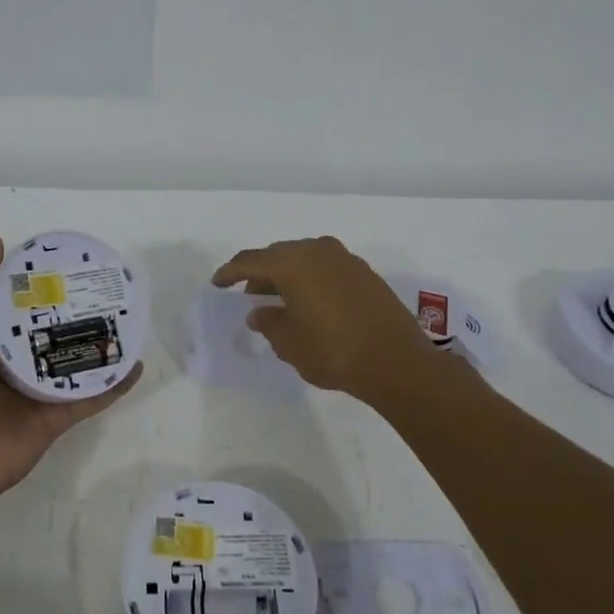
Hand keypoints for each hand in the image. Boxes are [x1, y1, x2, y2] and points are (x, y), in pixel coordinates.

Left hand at [0, 235, 141, 511]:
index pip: (22, 303)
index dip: (42, 283)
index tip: (69, 261)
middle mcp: (17, 361)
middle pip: (54, 330)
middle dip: (78, 311)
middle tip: (107, 287)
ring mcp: (39, 391)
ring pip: (77, 361)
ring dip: (101, 345)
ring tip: (129, 321)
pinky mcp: (57, 418)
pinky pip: (92, 397)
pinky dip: (114, 384)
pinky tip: (137, 365)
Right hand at [211, 236, 440, 403]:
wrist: (397, 362)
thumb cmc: (333, 352)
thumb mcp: (289, 343)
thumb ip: (269, 322)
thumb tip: (259, 311)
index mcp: (292, 263)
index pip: (250, 261)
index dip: (230, 272)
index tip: (217, 284)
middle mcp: (317, 251)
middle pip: (278, 255)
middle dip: (260, 272)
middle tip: (248, 293)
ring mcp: (345, 259)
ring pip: (304, 259)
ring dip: (287, 274)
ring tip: (279, 299)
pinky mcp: (364, 273)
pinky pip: (326, 267)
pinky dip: (311, 278)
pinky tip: (310, 301)